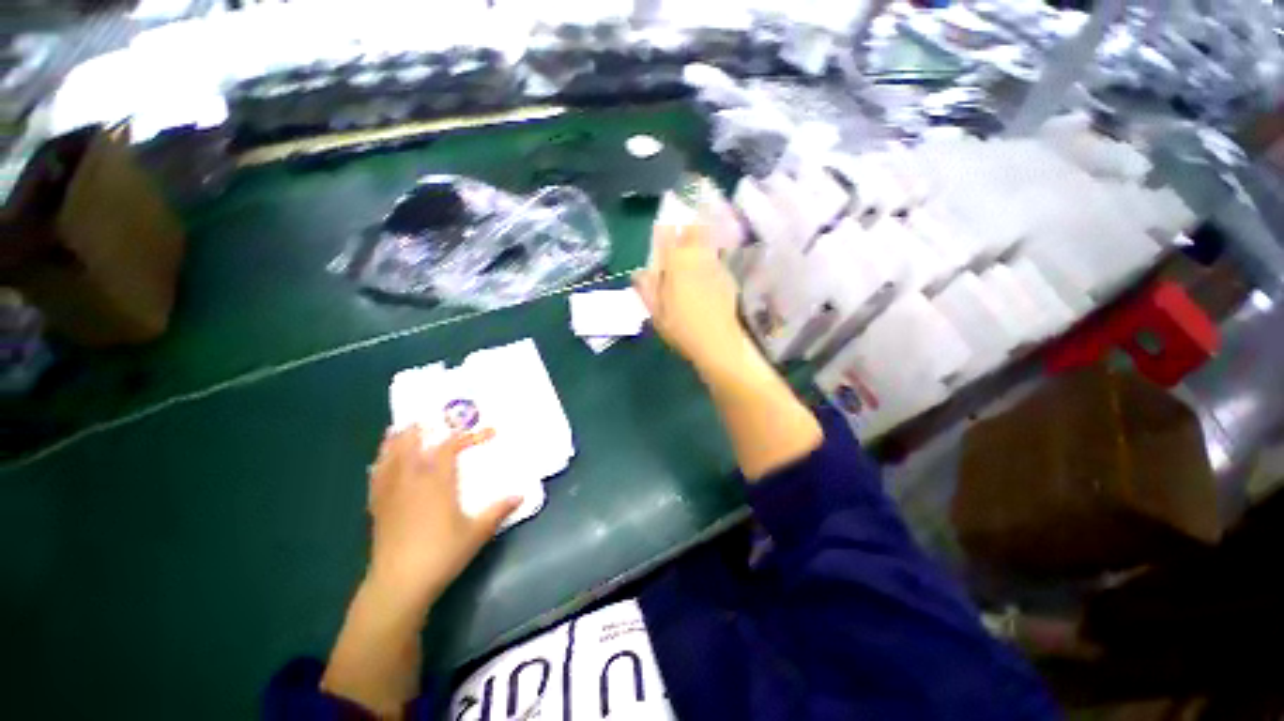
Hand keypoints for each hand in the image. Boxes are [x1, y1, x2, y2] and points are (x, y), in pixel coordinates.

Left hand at [366, 427, 520, 607]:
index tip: (489, 432)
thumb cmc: (441, 554)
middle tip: (428, 419)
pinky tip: (378, 463)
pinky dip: (379, 464)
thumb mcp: (477, 532)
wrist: (399, 584)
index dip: (467, 436)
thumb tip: (521, 494)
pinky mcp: (377, 508)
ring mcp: (391, 494)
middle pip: (411, 446)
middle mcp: (412, 481)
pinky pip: (376, 478)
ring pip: (389, 458)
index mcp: (437, 483)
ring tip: (399, 429)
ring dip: (395, 441)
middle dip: (420, 430)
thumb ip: (499, 510)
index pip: (449, 448)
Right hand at [633, 221, 746, 374]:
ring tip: (693, 251)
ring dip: (699, 240)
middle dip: (685, 229)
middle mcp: (697, 257)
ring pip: (707, 241)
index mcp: (676, 263)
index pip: (667, 235)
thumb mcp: (656, 312)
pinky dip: (710, 258)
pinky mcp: (728, 276)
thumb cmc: (681, 328)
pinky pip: (716, 258)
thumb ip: (647, 289)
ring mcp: (716, 265)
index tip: (660, 232)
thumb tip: (638, 273)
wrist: (718, 342)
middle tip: (679, 238)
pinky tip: (706, 274)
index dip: (663, 231)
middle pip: (693, 229)